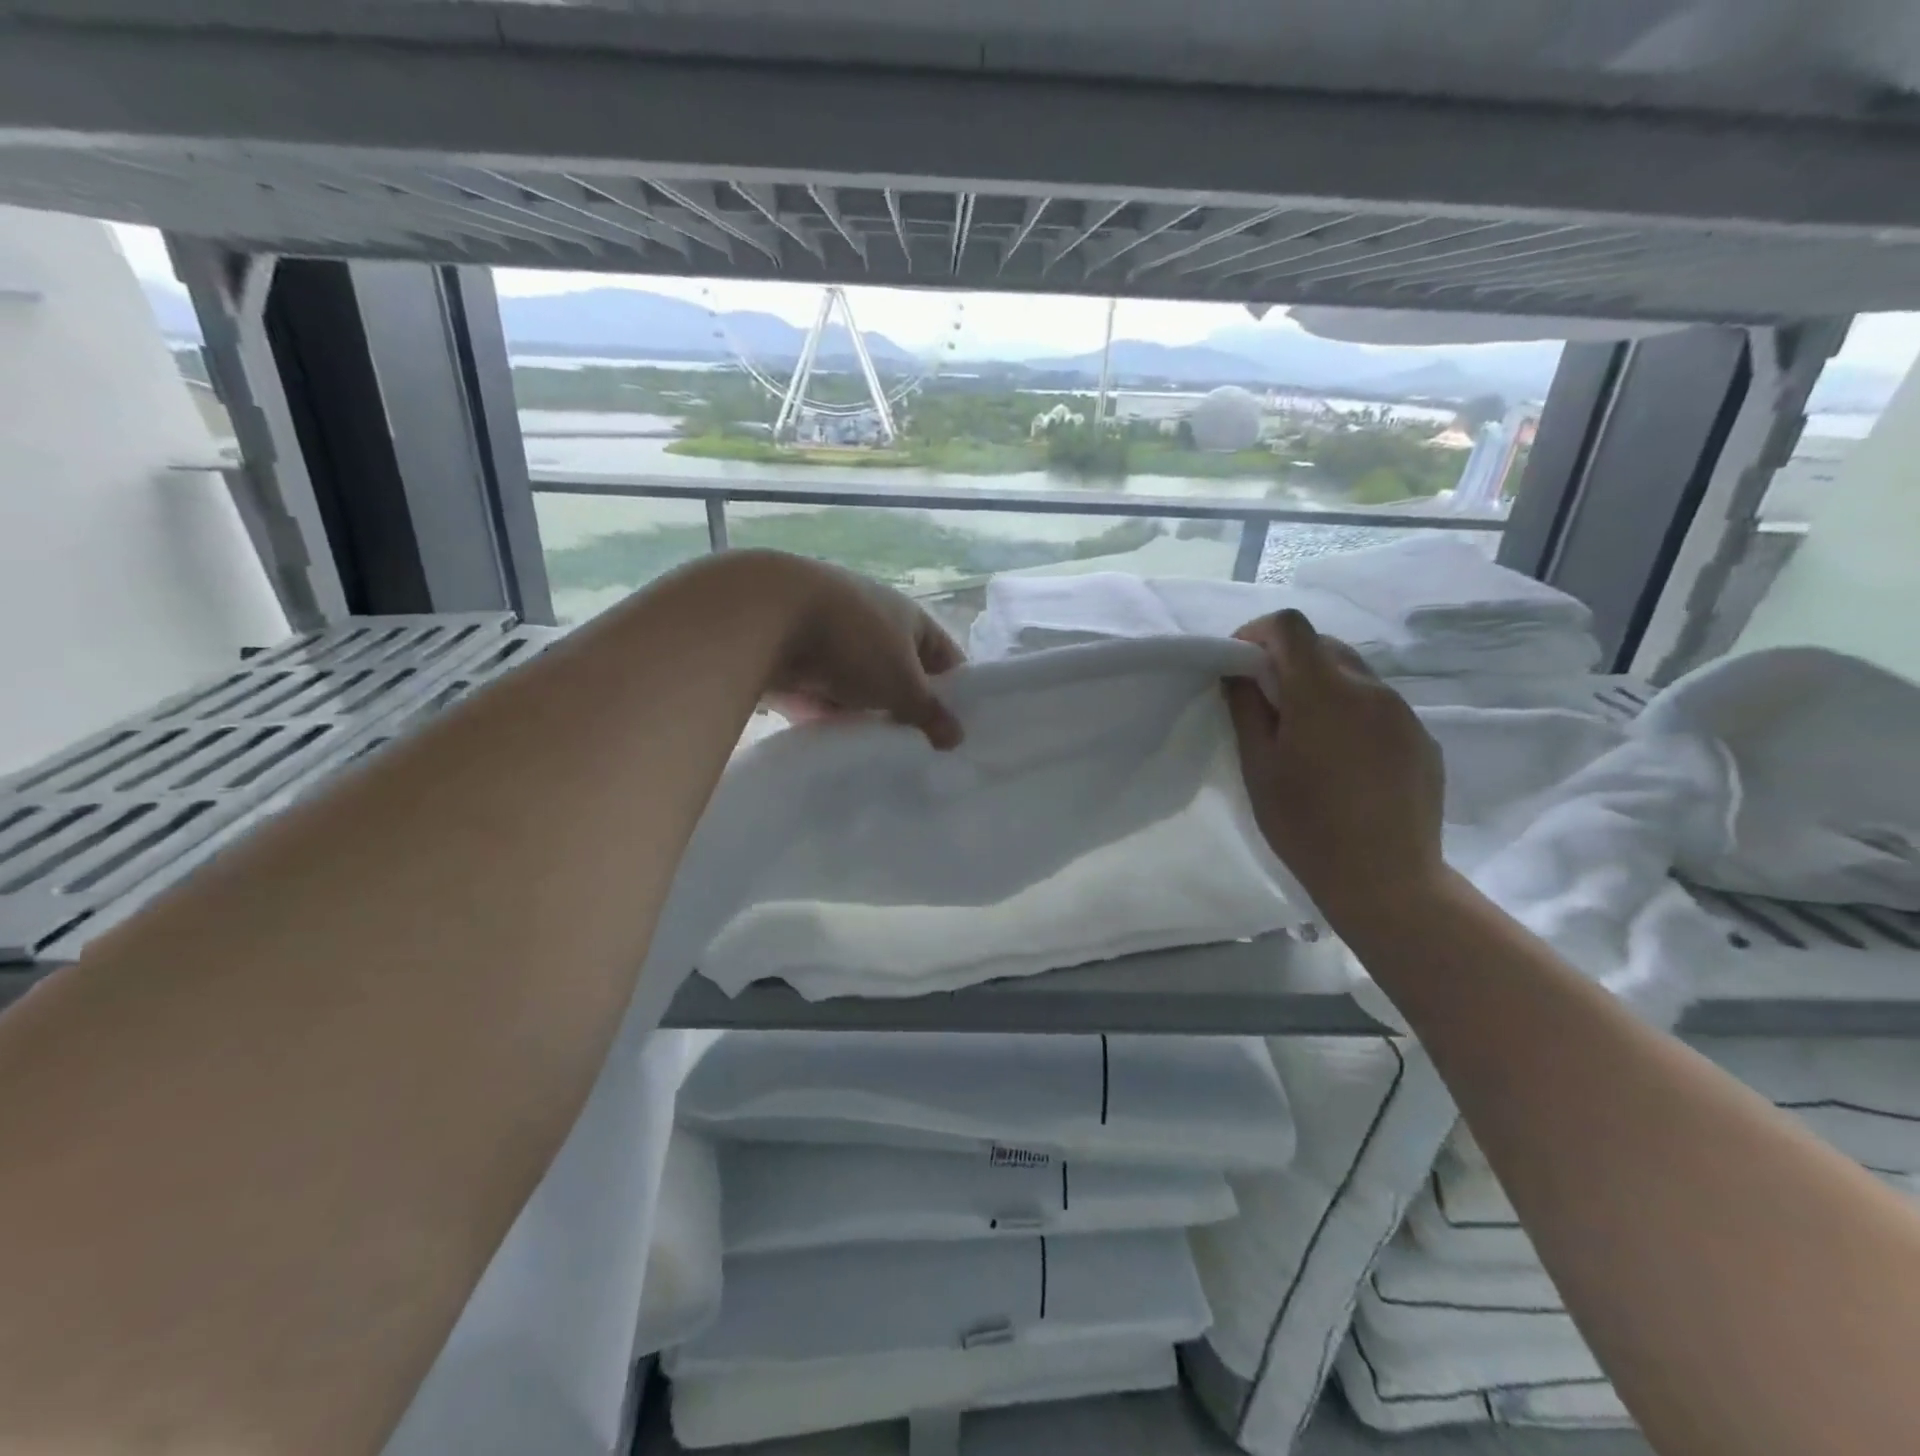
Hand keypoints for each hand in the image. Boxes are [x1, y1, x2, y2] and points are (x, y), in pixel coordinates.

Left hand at [750, 553, 965, 748]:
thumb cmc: (854, 643)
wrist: (766, 619)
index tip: (958, 733)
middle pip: (902, 677)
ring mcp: (834, 644)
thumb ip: (931, 713)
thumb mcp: (903, 684)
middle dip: (909, 712)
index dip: (956, 693)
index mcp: (909, 619)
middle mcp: (874, 625)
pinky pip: (826, 699)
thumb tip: (957, 737)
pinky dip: (833, 720)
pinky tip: (843, 750)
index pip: (946, 658)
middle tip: (922, 754)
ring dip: (869, 718)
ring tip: (883, 758)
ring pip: (863, 691)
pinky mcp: (799, 664)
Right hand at [1225, 609, 1444, 920]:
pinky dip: (1351, 713)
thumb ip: (1247, 708)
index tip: (1239, 666)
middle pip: (1323, 645)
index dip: (1257, 634)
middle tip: (1267, 704)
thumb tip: (1240, 673)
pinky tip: (1343, 760)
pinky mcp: (1422, 738)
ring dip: (1321, 686)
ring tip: (1306, 736)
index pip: (1290, 626)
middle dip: (1288, 661)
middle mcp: (1370, 688)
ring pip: (1354, 674)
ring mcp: (1403, 713)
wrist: (1386, 879)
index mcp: (1323, 691)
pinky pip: (1378, 706)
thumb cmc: (1306, 825)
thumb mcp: (1258, 767)